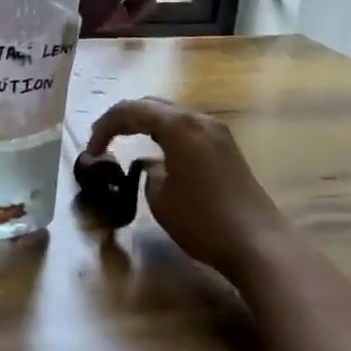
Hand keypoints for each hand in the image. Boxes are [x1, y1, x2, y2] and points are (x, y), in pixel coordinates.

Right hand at [85, 97, 288, 283]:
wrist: (260, 244)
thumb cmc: (204, 221)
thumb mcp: (160, 199)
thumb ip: (149, 174)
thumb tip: (154, 168)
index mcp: (178, 125)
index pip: (130, 110)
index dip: (105, 126)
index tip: (91, 151)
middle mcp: (199, 119)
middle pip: (152, 105)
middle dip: (124, 119)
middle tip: (103, 140)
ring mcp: (217, 132)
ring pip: (172, 115)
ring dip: (146, 125)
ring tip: (126, 143)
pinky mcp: (227, 149)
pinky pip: (187, 130)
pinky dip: (166, 135)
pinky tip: (159, 155)